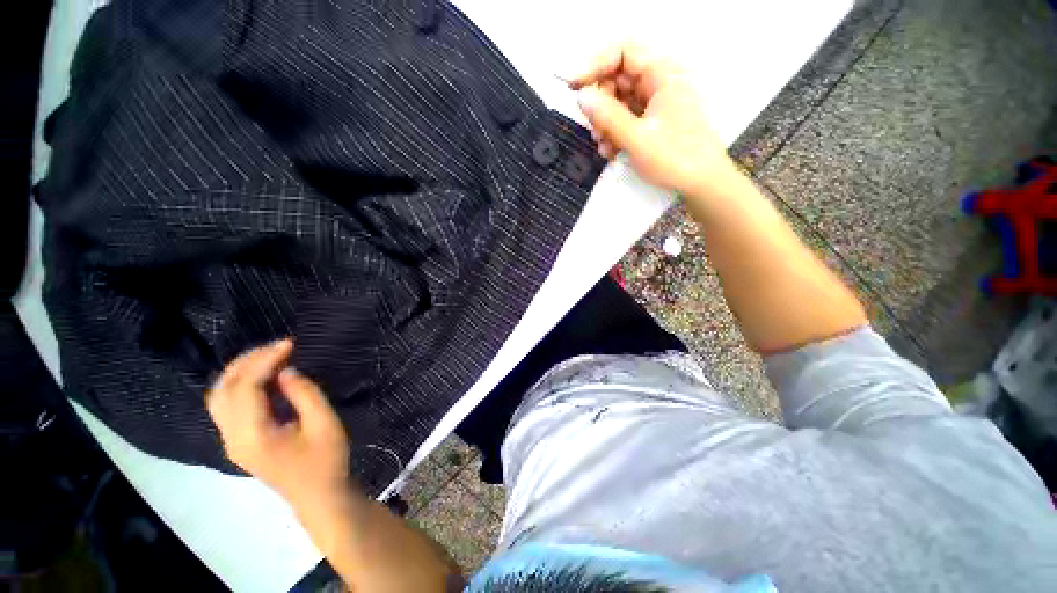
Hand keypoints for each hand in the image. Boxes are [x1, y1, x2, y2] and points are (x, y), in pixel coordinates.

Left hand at [206, 339, 352, 508]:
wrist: (318, 496)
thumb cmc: (326, 460)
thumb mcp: (324, 424)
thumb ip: (304, 394)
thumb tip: (285, 371)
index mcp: (252, 436)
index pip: (245, 388)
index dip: (264, 361)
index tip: (290, 344)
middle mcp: (232, 438)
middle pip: (223, 391)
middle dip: (247, 362)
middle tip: (277, 346)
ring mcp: (231, 441)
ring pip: (219, 398)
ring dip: (240, 372)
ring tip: (268, 356)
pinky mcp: (238, 442)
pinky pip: (228, 406)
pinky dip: (240, 385)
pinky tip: (263, 377)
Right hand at [569, 42, 737, 196]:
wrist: (701, 183)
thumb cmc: (676, 158)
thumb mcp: (637, 139)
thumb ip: (608, 117)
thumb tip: (581, 97)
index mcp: (662, 75)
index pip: (623, 52)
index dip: (593, 64)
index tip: (571, 85)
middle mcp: (658, 83)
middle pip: (617, 77)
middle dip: (600, 102)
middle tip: (593, 126)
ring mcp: (654, 103)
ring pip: (618, 101)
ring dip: (604, 122)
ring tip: (603, 145)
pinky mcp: (651, 121)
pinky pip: (625, 118)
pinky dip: (613, 132)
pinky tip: (611, 151)